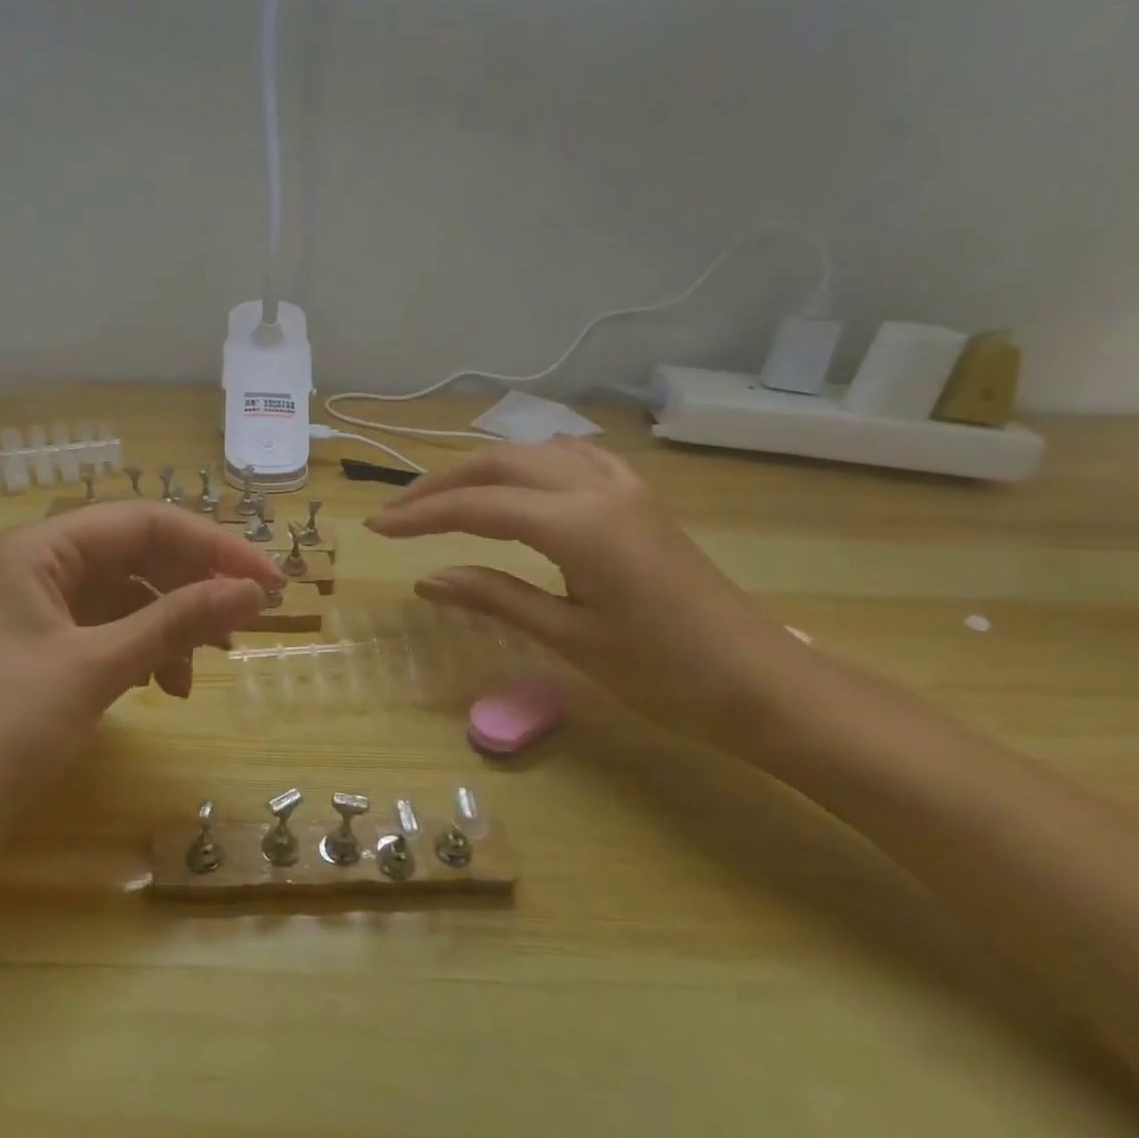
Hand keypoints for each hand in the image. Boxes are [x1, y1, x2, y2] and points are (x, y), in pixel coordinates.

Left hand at [0, 502, 278, 868]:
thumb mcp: (94, 669)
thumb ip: (175, 622)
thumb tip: (251, 590)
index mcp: (39, 549)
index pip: (144, 523)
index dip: (212, 546)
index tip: (267, 582)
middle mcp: (38, 569)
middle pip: (137, 556)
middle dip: (193, 586)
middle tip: (245, 624)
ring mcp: (38, 615)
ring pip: (127, 598)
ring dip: (171, 624)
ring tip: (202, 667)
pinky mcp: (42, 657)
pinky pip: (109, 635)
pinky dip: (144, 653)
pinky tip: (164, 686)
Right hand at [365, 438, 808, 740]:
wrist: (762, 682)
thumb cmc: (664, 673)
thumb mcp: (568, 637)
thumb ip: (493, 597)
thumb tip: (425, 580)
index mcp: (578, 524)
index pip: (477, 507)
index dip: (420, 516)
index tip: (376, 528)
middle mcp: (597, 488)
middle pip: (499, 465)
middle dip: (440, 484)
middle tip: (398, 514)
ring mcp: (623, 487)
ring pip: (533, 455)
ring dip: (480, 470)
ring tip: (442, 499)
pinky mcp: (638, 499)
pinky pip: (572, 460)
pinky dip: (528, 464)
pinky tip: (518, 482)